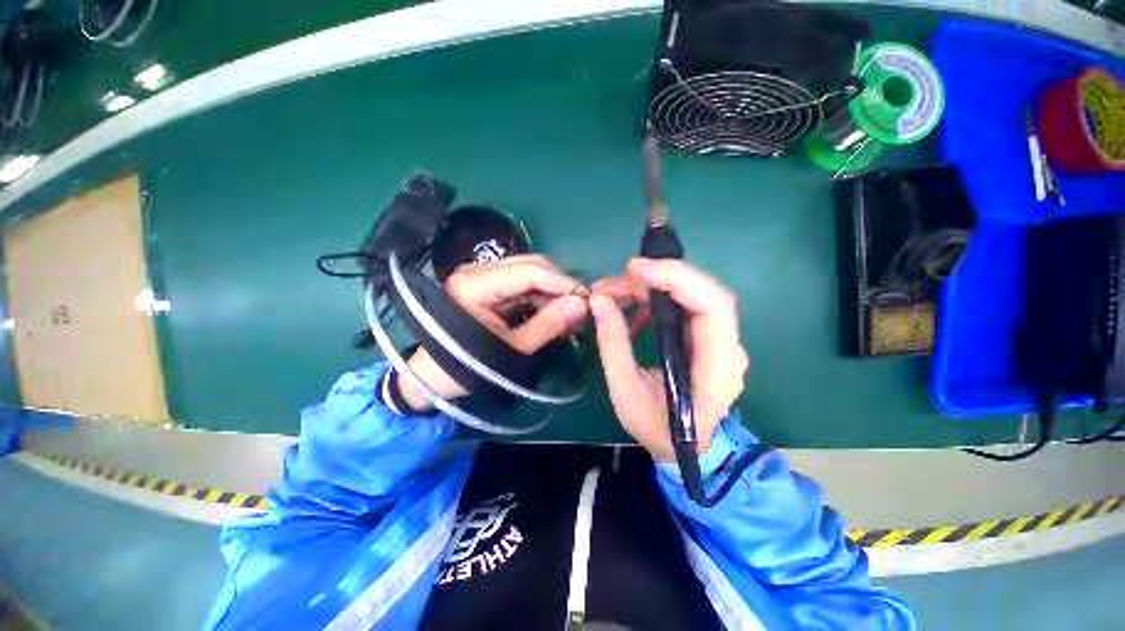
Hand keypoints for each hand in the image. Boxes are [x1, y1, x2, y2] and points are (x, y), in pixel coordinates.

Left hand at [398, 255, 588, 410]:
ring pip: (529, 272)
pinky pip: (522, 283)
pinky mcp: (486, 284)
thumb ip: (549, 324)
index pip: (531, 272)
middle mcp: (477, 270)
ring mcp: (481, 275)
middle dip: (560, 285)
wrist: (434, 376)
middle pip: (532, 266)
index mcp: (476, 284)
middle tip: (581, 307)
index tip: (588, 300)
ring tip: (571, 313)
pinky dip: (541, 296)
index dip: (563, 283)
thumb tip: (582, 305)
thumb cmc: (470, 366)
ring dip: (552, 291)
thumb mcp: (514, 349)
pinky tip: (554, 311)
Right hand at [591, 258, 748, 461]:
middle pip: (703, 293)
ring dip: (651, 287)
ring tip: (613, 293)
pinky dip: (656, 300)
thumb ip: (613, 345)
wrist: (685, 448)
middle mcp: (728, 347)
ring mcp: (720, 340)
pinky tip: (631, 309)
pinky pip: (684, 306)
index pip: (712, 305)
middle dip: (658, 278)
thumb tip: (599, 301)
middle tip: (613, 282)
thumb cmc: (657, 428)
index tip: (635, 269)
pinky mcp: (706, 337)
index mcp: (717, 366)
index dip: (677, 278)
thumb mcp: (626, 392)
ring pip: (692, 295)